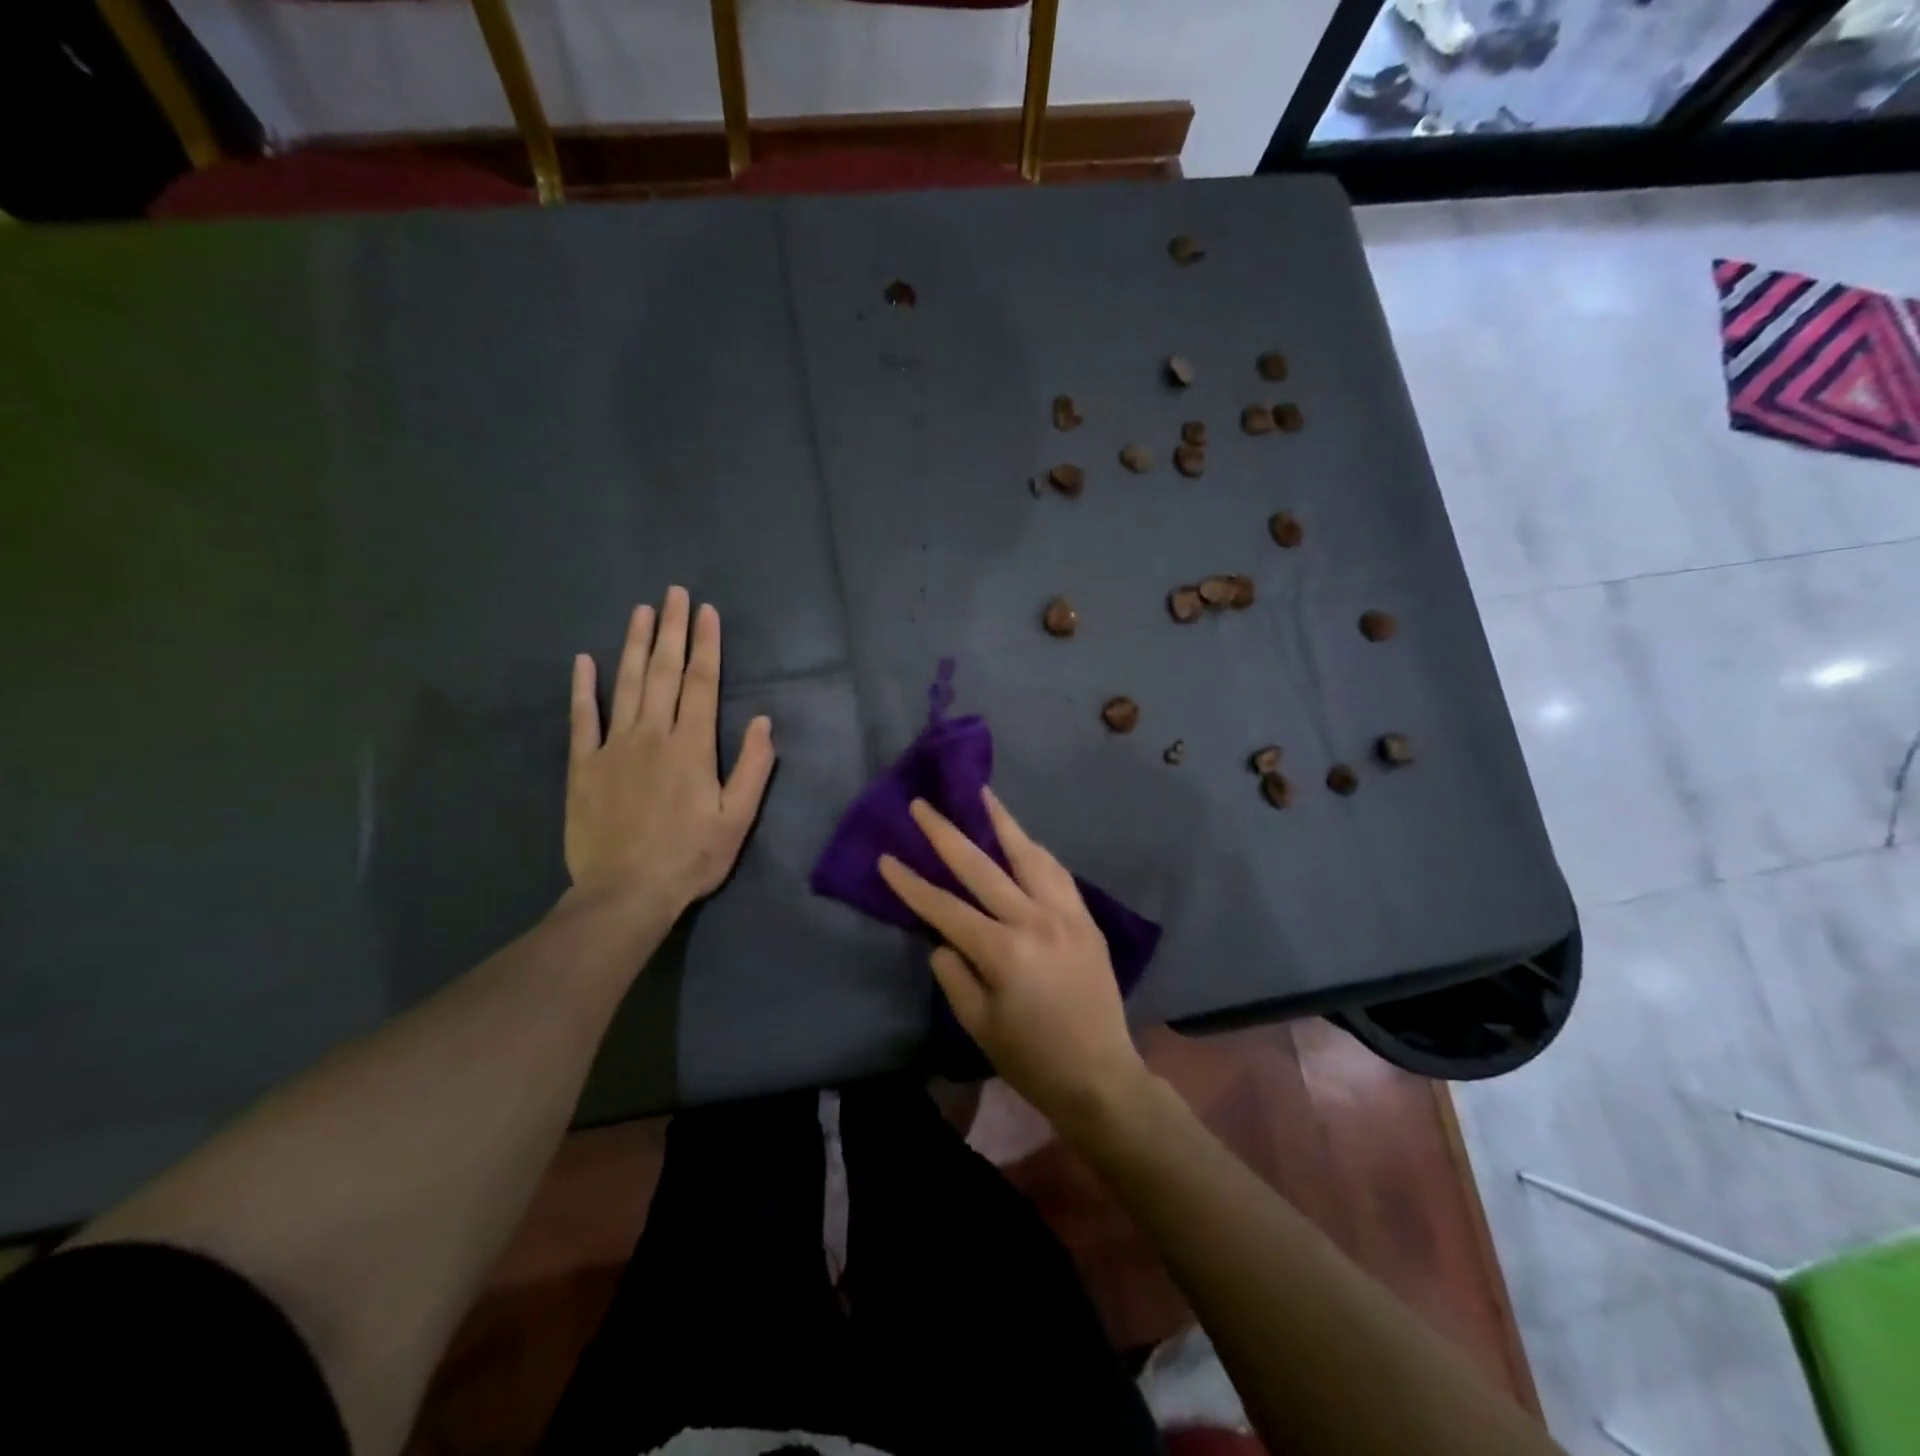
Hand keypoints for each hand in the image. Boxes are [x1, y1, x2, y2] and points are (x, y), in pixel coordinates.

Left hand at [565, 586, 775, 923]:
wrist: (625, 893)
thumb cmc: (690, 857)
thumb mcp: (737, 820)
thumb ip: (752, 768)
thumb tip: (762, 722)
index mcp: (692, 747)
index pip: (701, 683)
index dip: (706, 646)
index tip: (707, 612)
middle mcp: (653, 735)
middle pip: (663, 672)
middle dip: (672, 630)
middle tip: (675, 594)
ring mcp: (613, 747)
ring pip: (625, 685)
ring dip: (634, 645)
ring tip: (641, 611)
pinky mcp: (583, 766)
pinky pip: (582, 719)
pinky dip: (583, 688)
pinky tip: (585, 661)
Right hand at [878, 788, 1147, 1131]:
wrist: (1101, 1076)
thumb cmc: (1032, 1059)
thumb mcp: (978, 1025)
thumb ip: (954, 974)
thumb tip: (944, 938)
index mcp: (1003, 951)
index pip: (945, 908)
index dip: (912, 884)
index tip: (886, 858)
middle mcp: (1035, 920)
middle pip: (982, 866)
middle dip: (946, 833)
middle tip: (923, 804)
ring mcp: (1066, 914)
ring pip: (1029, 855)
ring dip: (1002, 822)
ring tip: (982, 794)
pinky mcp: (1086, 919)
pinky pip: (1058, 873)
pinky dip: (1036, 851)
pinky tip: (1023, 839)